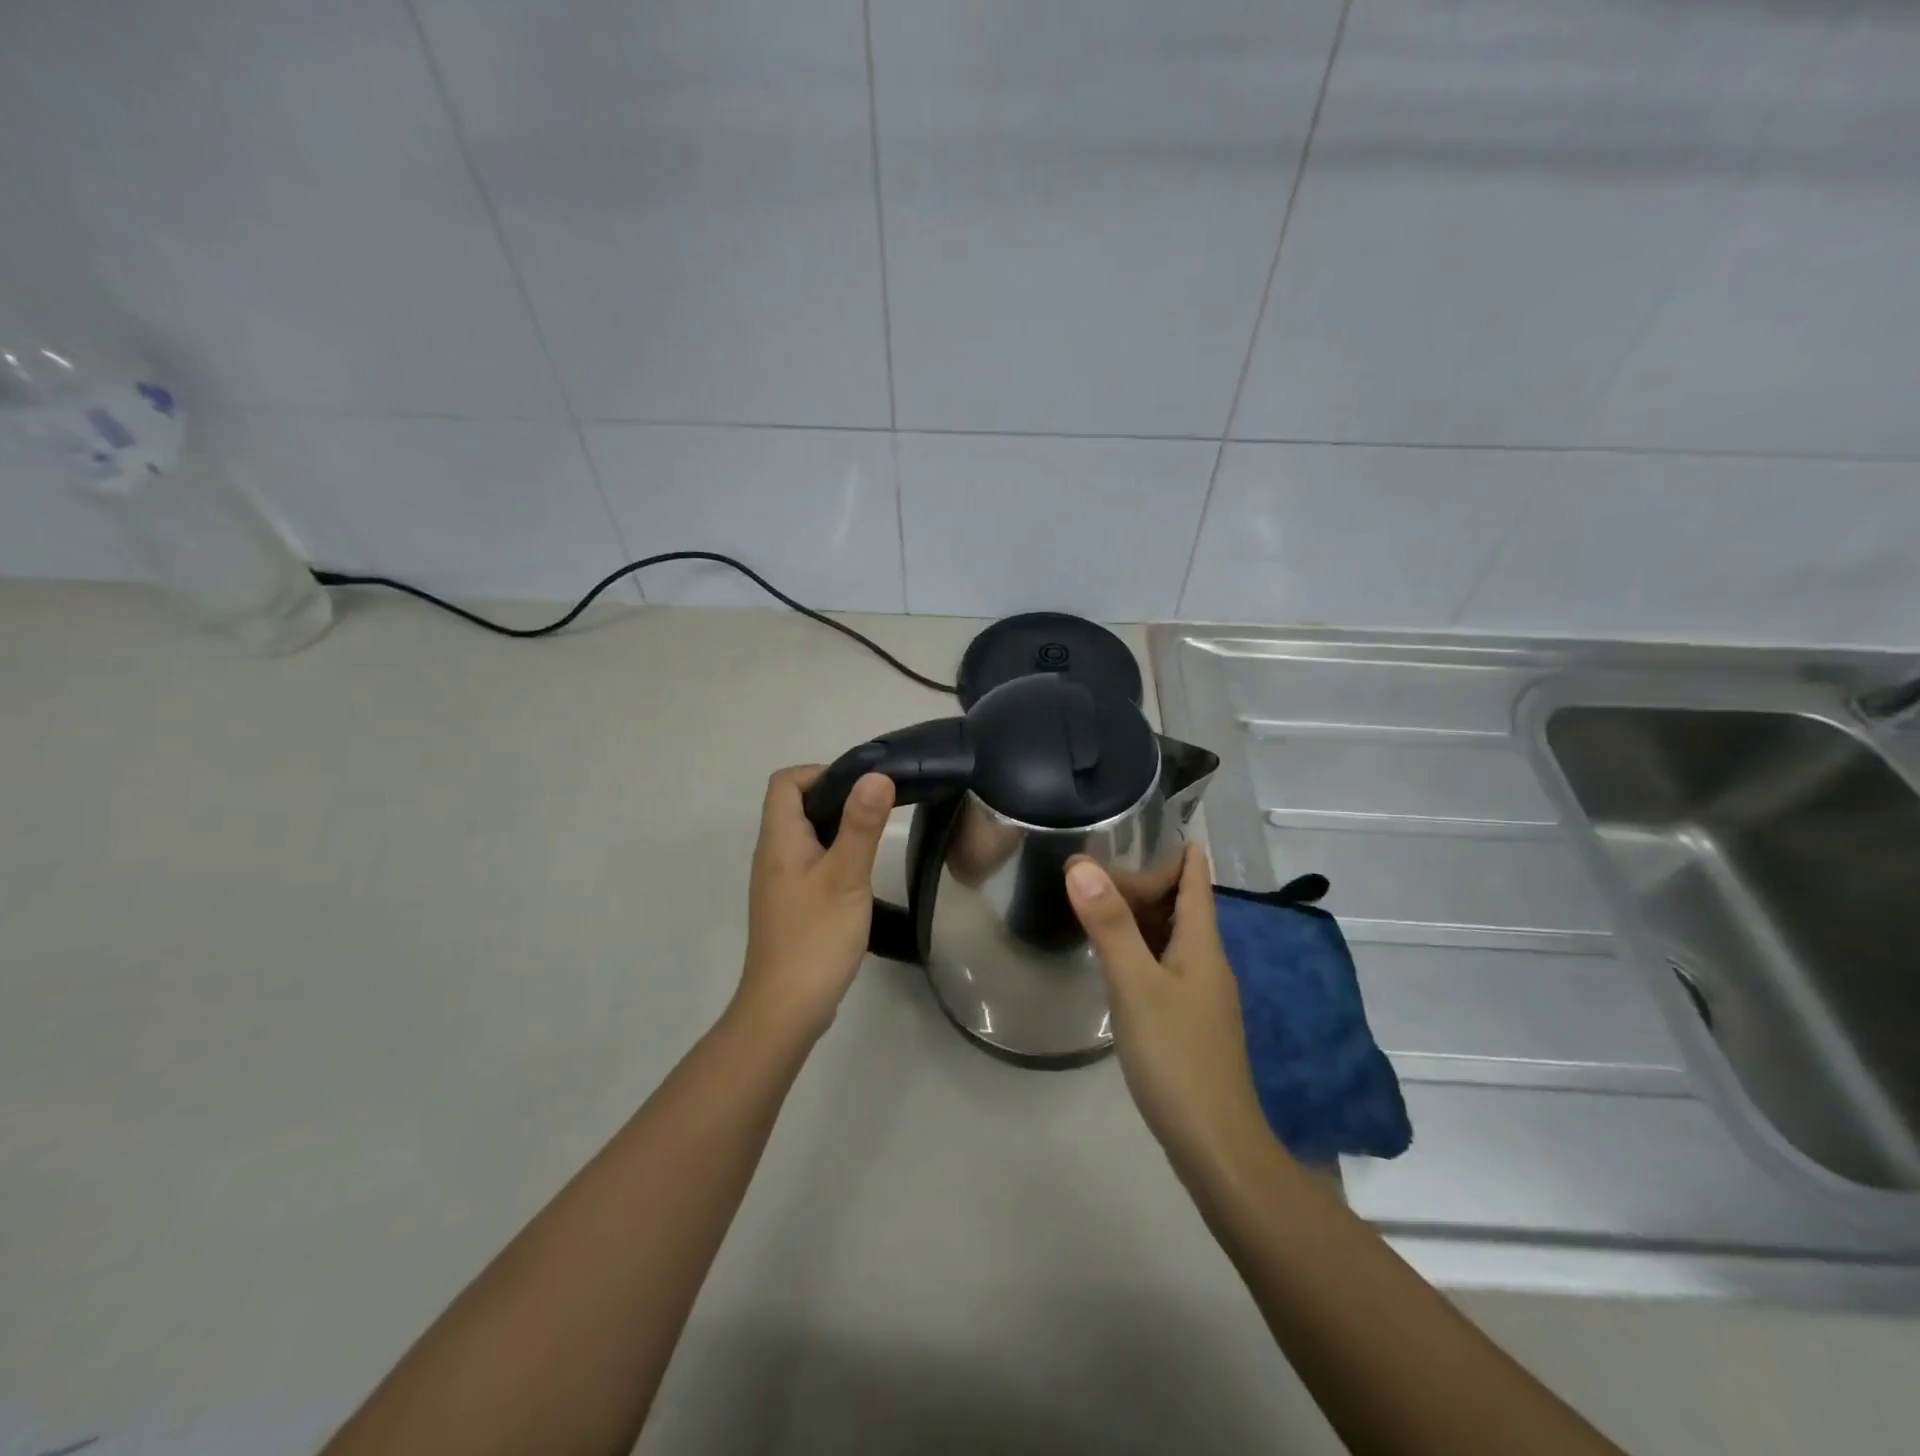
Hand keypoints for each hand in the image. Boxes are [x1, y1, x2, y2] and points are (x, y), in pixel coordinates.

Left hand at [736, 765, 895, 1042]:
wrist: (785, 1008)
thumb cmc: (816, 937)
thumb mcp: (846, 876)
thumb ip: (861, 825)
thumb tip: (876, 775)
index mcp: (779, 840)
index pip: (786, 782)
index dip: (820, 773)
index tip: (860, 787)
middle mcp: (772, 855)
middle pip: (795, 806)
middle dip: (835, 798)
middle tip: (876, 811)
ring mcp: (779, 883)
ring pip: (804, 837)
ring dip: (836, 828)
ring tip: (873, 839)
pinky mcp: (790, 906)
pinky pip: (809, 864)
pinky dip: (833, 856)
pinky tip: (858, 877)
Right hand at [1065, 844, 1267, 1180]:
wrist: (1215, 1144)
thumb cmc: (1177, 1057)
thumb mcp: (1136, 986)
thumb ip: (1109, 926)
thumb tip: (1081, 864)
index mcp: (1202, 942)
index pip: (1194, 875)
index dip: (1172, 845)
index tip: (1134, 822)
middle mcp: (1206, 958)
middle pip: (1180, 901)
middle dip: (1144, 877)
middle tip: (1093, 861)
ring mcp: (1200, 990)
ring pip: (1170, 933)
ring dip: (1138, 911)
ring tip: (1093, 896)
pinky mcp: (1188, 1016)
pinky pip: (1163, 962)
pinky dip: (1138, 945)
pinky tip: (1111, 955)